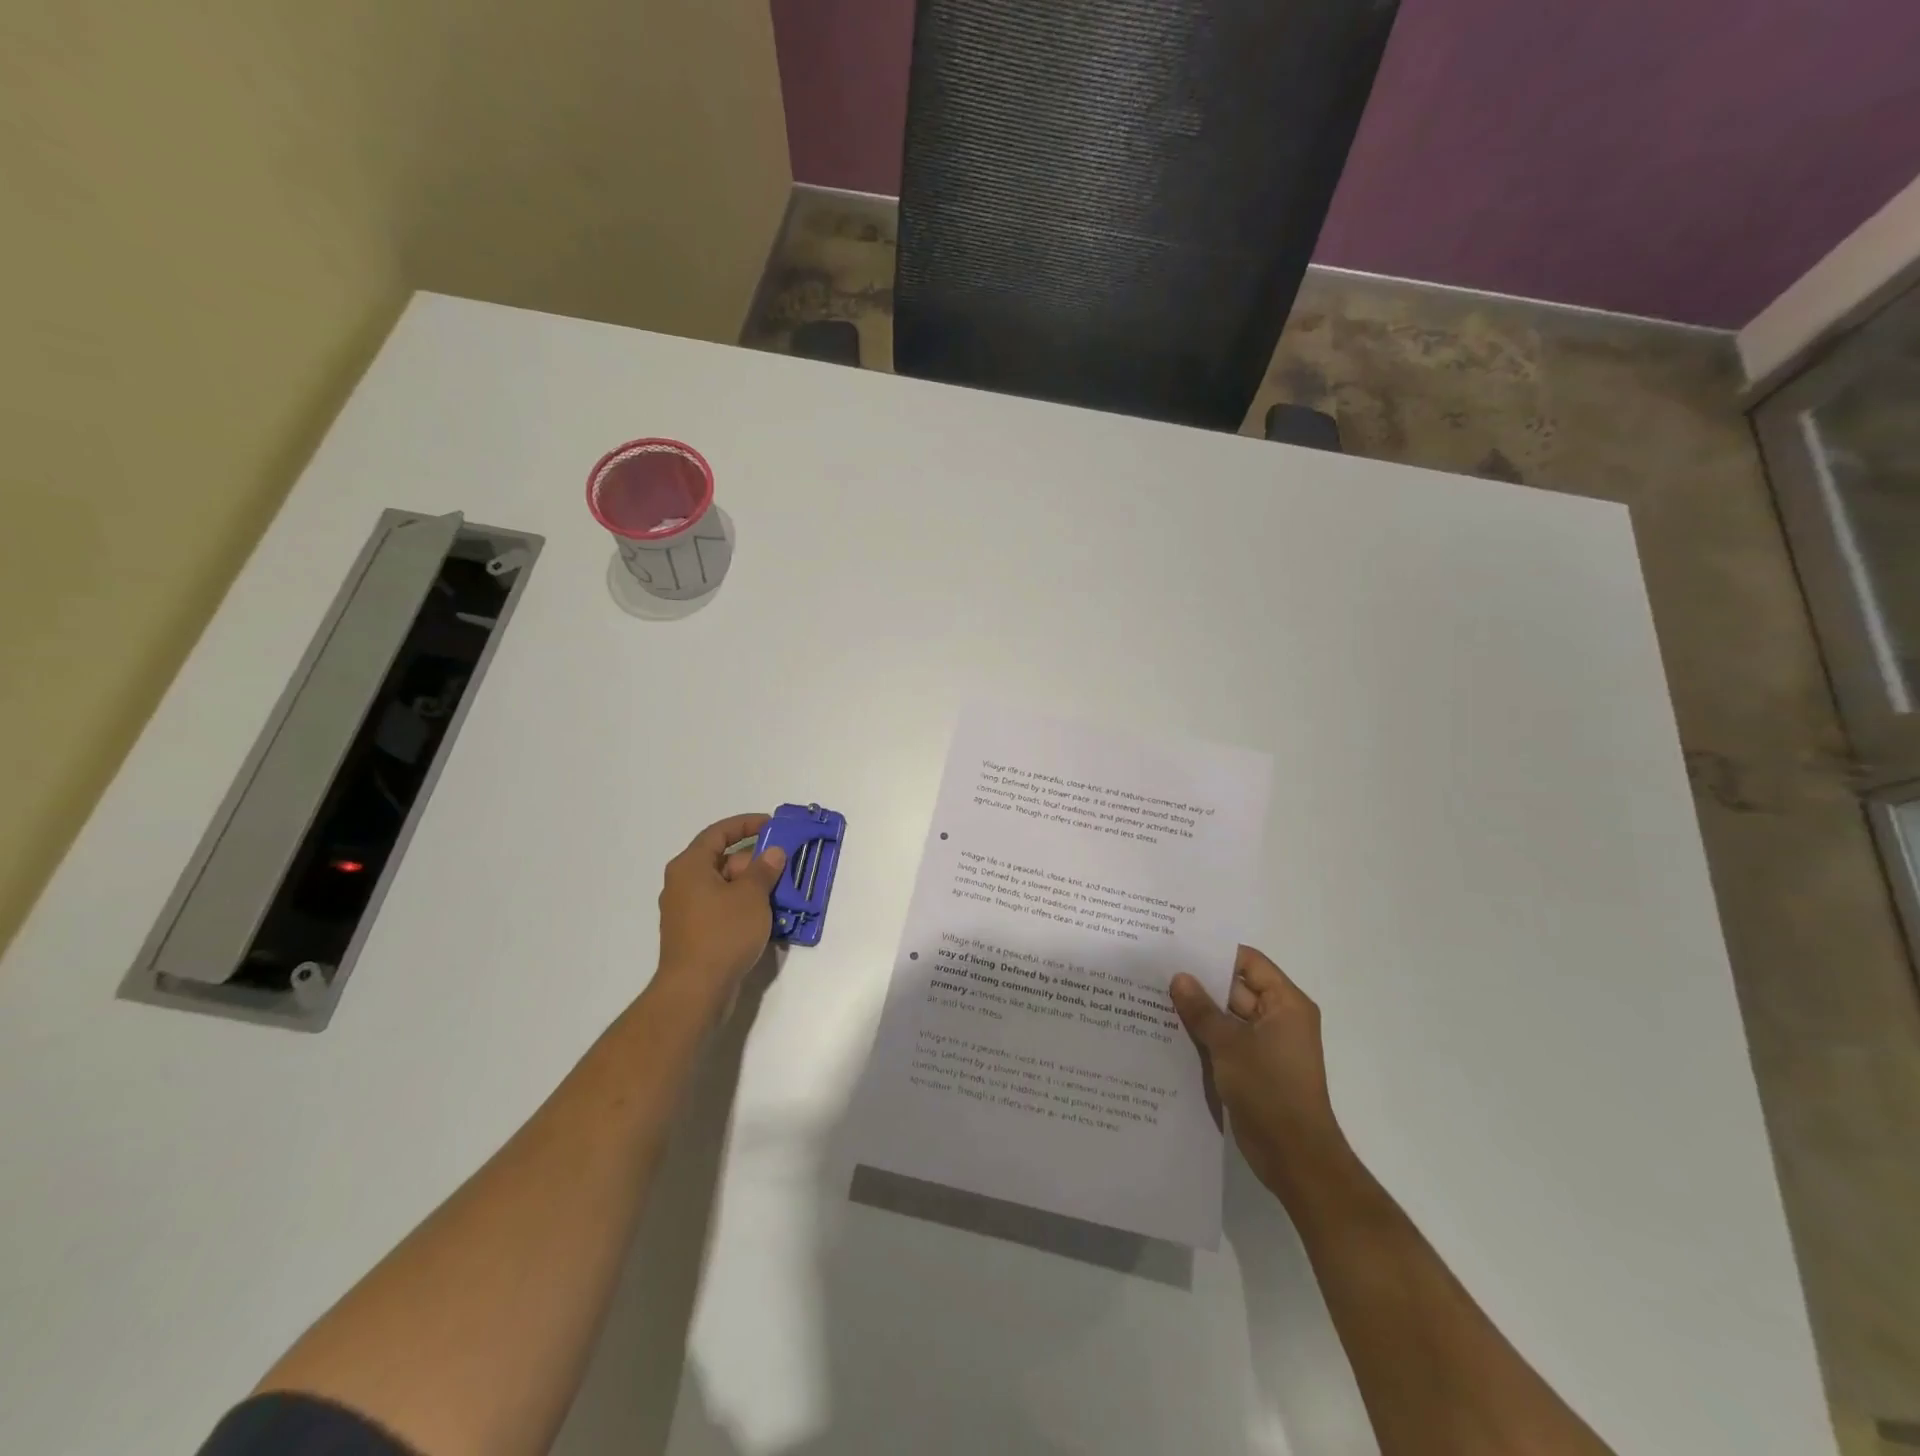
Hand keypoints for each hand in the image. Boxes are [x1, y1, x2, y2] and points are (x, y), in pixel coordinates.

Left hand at [653, 814, 787, 1011]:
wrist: (696, 991)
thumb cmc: (722, 933)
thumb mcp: (751, 896)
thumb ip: (764, 869)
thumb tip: (773, 853)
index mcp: (690, 866)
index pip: (719, 832)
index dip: (747, 824)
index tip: (773, 825)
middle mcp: (683, 884)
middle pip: (723, 860)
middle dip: (756, 862)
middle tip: (785, 867)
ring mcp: (687, 911)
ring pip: (725, 887)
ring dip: (754, 887)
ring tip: (784, 893)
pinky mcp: (695, 934)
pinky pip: (723, 910)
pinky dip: (744, 908)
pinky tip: (769, 919)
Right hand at [1170, 945, 1353, 1204]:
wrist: (1294, 1157)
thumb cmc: (1269, 1091)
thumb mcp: (1229, 1045)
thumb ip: (1201, 1010)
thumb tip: (1179, 977)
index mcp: (1285, 1003)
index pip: (1248, 962)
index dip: (1215, 952)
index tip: (1178, 945)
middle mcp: (1279, 1017)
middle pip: (1236, 987)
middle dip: (1200, 981)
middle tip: (1158, 968)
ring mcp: (1266, 1044)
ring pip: (1227, 1015)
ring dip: (1198, 1010)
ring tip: (1154, 995)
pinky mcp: (1254, 1066)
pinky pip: (1226, 1039)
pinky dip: (1203, 1034)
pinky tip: (1168, 1028)